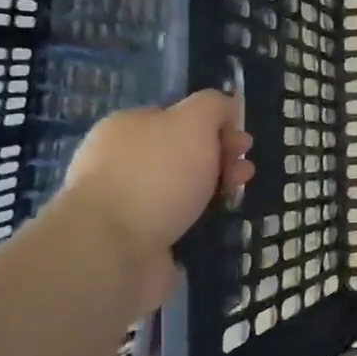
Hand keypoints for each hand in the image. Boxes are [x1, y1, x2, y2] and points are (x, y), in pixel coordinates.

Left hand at [58, 91, 253, 274]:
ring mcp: (125, 202)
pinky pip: (175, 222)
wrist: (112, 249)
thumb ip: (213, 106)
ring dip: (214, 192)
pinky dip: (197, 222)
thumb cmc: (156, 175)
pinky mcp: (133, 238)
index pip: (180, 118)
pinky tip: (213, 225)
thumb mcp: (194, 121)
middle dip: (221, 160)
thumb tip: (225, 107)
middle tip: (244, 174)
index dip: (217, 127)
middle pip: (184, 154)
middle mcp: (122, 161)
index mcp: (128, 127)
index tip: (243, 144)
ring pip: (183, 189)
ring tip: (235, 200)